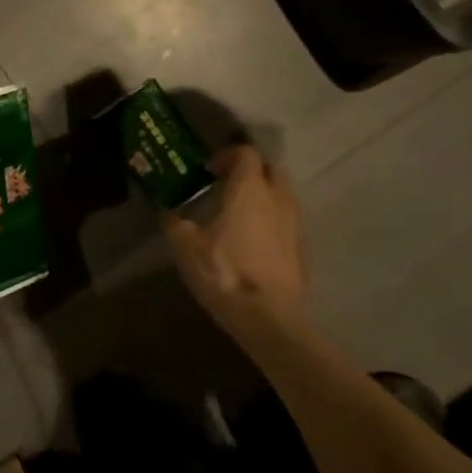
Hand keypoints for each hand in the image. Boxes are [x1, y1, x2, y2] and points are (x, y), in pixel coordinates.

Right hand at [161, 144, 307, 343]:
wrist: (269, 319)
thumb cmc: (225, 272)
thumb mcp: (187, 248)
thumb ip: (176, 225)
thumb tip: (168, 213)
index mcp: (249, 189)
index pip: (246, 153)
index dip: (228, 156)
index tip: (210, 171)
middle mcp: (277, 198)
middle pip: (271, 169)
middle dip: (252, 172)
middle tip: (230, 187)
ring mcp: (295, 224)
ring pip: (283, 196)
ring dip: (265, 197)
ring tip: (242, 215)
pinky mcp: (303, 249)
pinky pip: (288, 222)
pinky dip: (274, 222)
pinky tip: (256, 242)